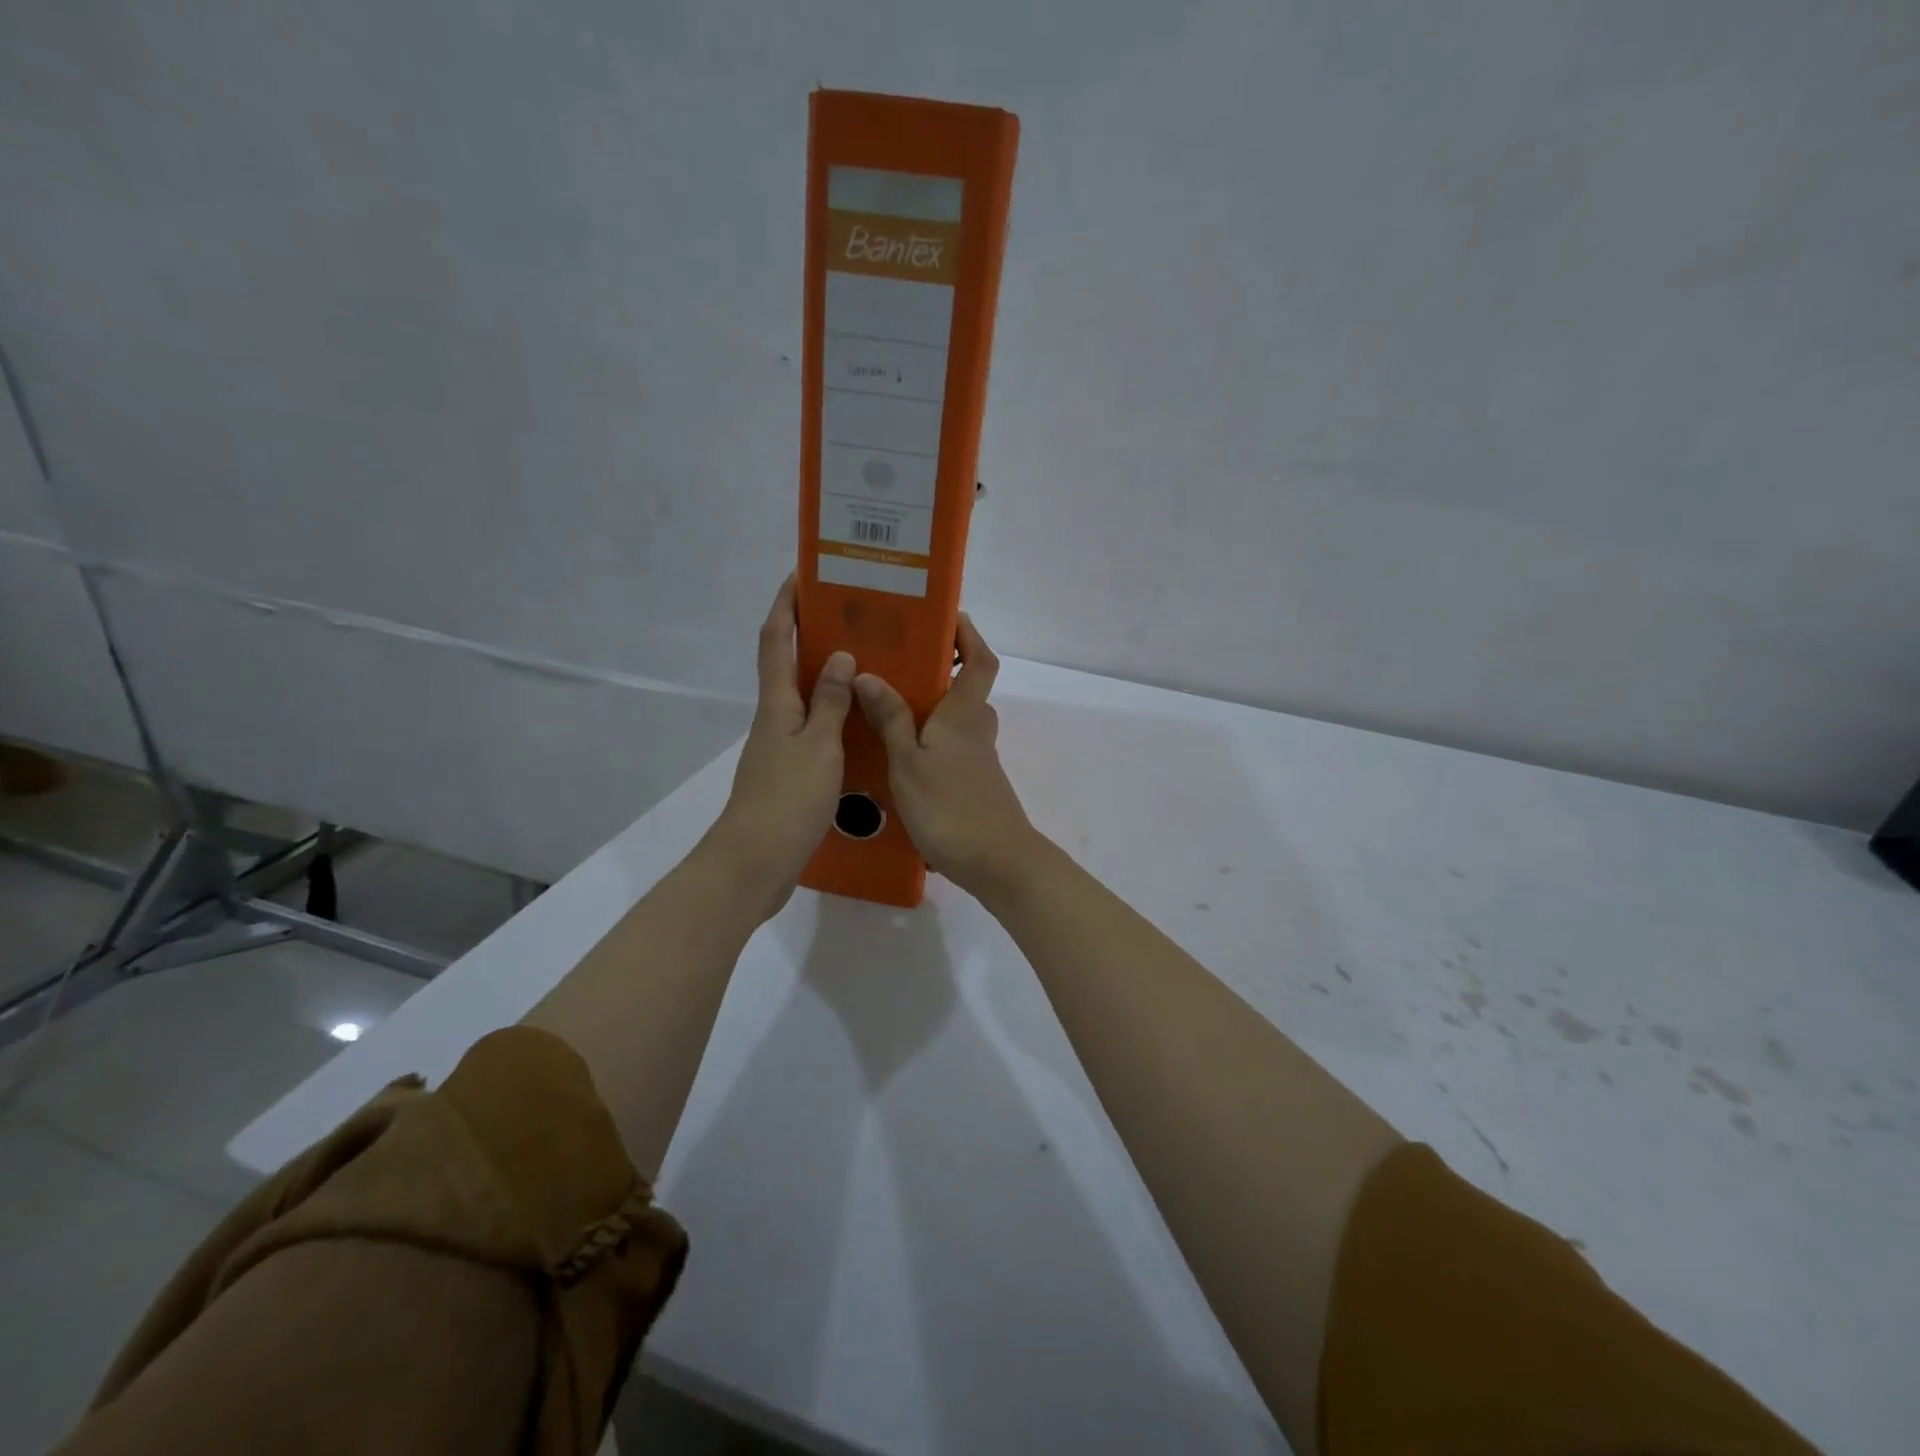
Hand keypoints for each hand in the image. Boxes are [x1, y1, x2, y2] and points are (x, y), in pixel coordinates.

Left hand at [710, 575, 855, 915]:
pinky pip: (814, 727)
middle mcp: (775, 718)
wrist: (757, 861)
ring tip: (866, 659)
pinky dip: (833, 713)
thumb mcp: (818, 746)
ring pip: (803, 696)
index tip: (803, 574)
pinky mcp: (791, 772)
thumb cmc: (787, 798)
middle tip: (850, 614)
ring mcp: (781, 746)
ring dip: (825, 673)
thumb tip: (839, 655)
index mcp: (777, 704)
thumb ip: (830, 702)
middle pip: (786, 663)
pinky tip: (860, 720)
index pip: (775, 639)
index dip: (786, 604)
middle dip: (808, 632)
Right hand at [853, 614, 1040, 898]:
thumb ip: (890, 718)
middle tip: (900, 663)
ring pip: (959, 721)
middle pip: (968, 688)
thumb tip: (869, 674)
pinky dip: (933, 740)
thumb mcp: (908, 761)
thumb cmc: (950, 807)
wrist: (996, 862)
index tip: (948, 617)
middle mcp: (977, 730)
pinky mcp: (975, 784)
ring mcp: (979, 759)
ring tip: (890, 707)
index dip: (969, 636)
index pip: (980, 660)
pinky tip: (901, 755)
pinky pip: (953, 748)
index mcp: (964, 714)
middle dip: (942, 670)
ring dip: (935, 708)